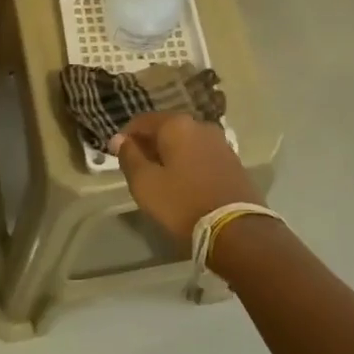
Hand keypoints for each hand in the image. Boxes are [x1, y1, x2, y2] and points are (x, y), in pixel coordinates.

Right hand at [108, 112, 260, 245]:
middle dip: (149, 145)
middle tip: (136, 168)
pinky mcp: (233, 162)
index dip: (125, 136)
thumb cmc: (182, 204)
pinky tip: (183, 183)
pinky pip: (201, 155)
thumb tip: (119, 139)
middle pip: (166, 129)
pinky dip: (187, 163)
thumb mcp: (145, 183)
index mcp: (177, 125)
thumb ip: (129, 157)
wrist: (237, 231)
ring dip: (169, 155)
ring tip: (159, 178)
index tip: (115, 155)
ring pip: (185, 142)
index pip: (142, 121)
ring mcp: (220, 143)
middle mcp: (201, 125)